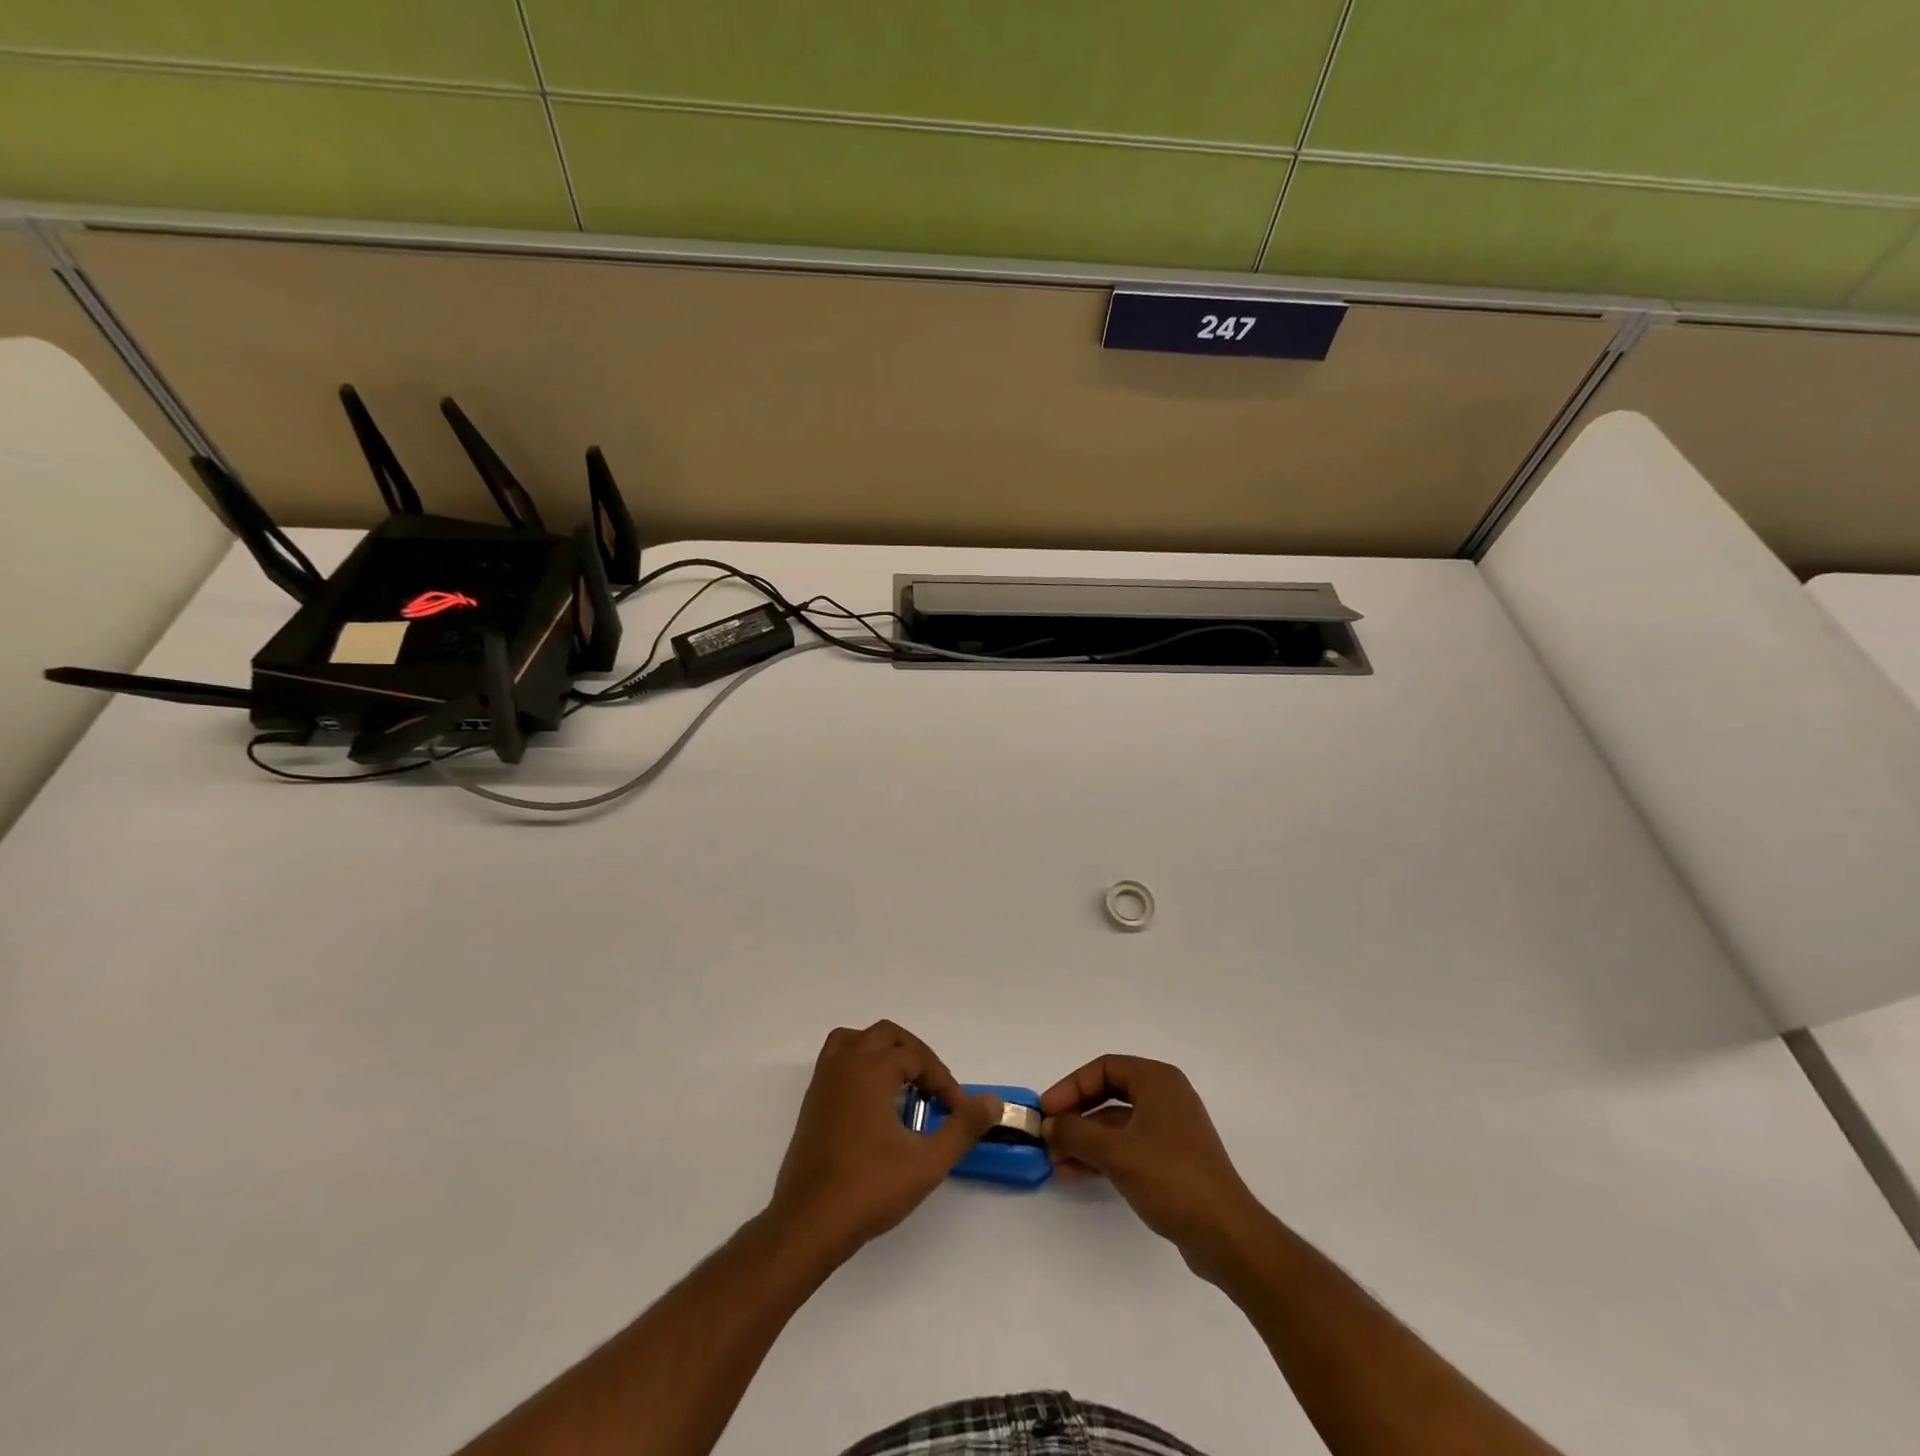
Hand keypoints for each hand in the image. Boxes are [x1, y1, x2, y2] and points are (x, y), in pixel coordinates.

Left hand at [768, 1021, 1000, 1261]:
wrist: (807, 1225)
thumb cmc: (868, 1190)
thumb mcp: (926, 1163)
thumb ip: (963, 1128)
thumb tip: (994, 1102)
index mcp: (870, 1069)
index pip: (916, 1056)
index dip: (943, 1080)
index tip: (958, 1110)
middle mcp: (845, 1063)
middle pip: (887, 1035)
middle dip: (916, 1056)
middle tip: (934, 1090)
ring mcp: (823, 1080)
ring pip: (857, 1040)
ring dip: (884, 1051)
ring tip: (904, 1083)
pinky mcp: (812, 1100)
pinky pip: (838, 1059)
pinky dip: (861, 1064)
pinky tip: (875, 1101)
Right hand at [1041, 1054, 1263, 1280]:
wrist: (1226, 1235)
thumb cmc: (1172, 1178)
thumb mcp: (1116, 1152)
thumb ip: (1076, 1133)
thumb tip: (1047, 1124)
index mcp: (1157, 1080)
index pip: (1103, 1068)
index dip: (1070, 1087)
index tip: (1046, 1111)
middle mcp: (1164, 1097)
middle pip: (1108, 1094)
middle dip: (1075, 1116)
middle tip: (1047, 1136)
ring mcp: (1169, 1129)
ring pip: (1115, 1124)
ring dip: (1084, 1140)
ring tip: (1055, 1163)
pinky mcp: (1170, 1160)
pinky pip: (1127, 1146)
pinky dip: (1102, 1157)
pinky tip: (1076, 1174)